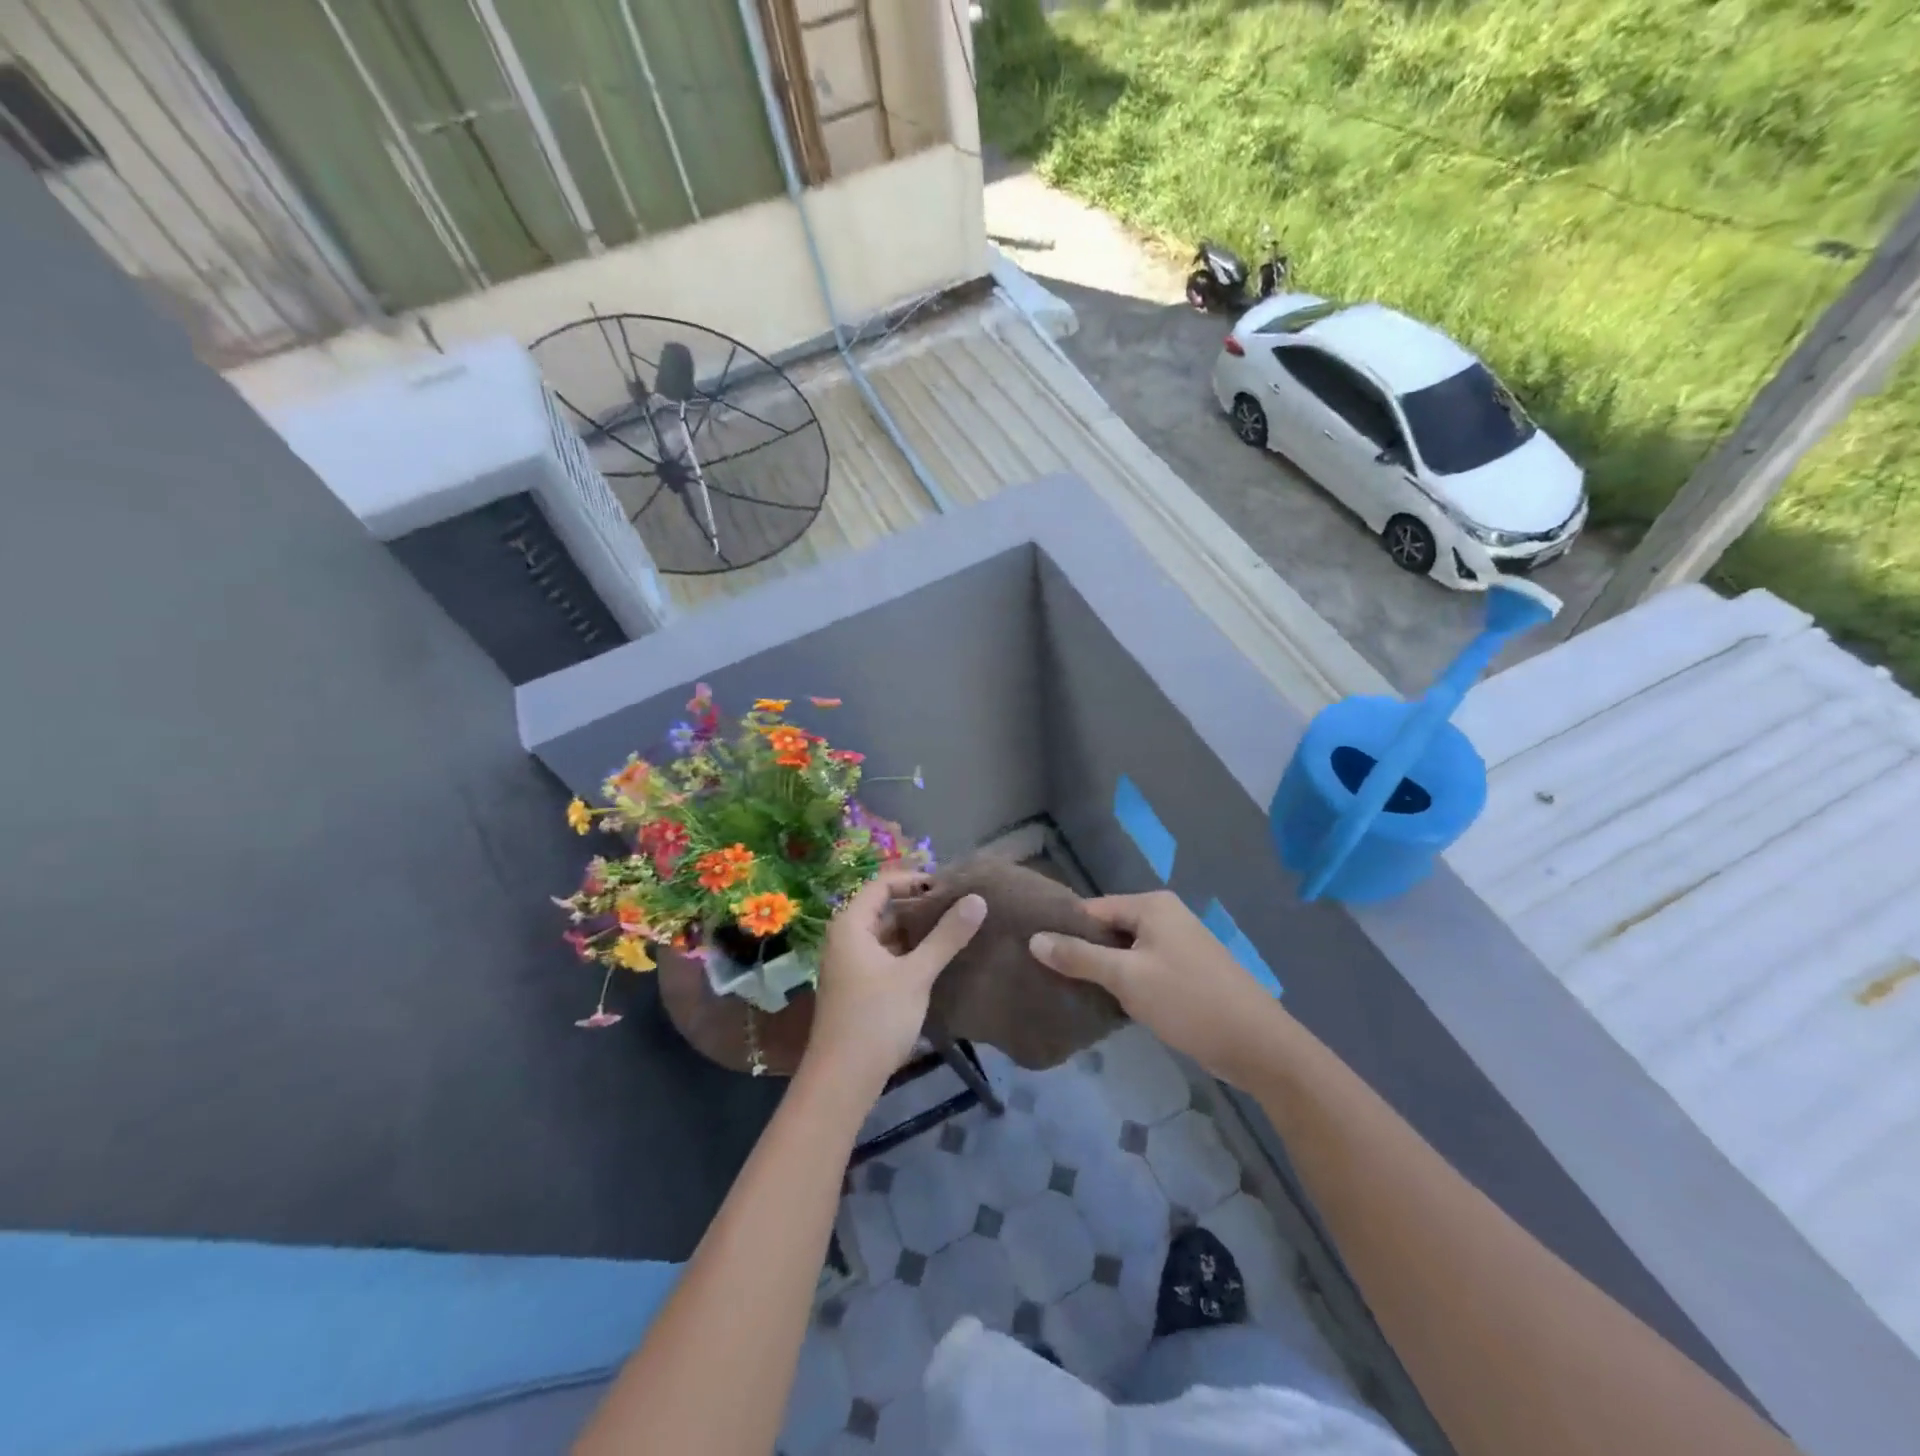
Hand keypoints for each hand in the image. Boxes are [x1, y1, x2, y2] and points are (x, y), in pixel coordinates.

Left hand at [806, 873, 985, 1097]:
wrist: (842, 1080)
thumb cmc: (875, 1018)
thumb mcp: (916, 974)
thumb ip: (946, 936)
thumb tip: (977, 899)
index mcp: (851, 925)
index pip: (882, 884)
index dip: (914, 879)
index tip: (949, 885)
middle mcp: (846, 938)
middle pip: (883, 907)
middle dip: (919, 905)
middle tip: (959, 905)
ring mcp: (850, 964)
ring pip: (887, 934)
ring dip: (917, 930)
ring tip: (955, 928)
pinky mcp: (859, 986)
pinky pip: (886, 955)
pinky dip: (909, 952)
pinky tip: (937, 959)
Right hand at [1030, 890, 1281, 1080]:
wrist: (1257, 1045)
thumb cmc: (1188, 1001)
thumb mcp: (1127, 977)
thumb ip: (1079, 957)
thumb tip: (1034, 939)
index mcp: (1151, 906)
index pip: (1091, 909)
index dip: (1063, 929)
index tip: (1032, 951)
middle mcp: (1164, 916)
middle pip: (1107, 928)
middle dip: (1081, 951)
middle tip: (1045, 975)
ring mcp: (1177, 944)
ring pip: (1124, 951)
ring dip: (1101, 969)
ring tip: (1065, 990)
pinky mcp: (1184, 971)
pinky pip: (1141, 967)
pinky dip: (1123, 981)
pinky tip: (1103, 1002)